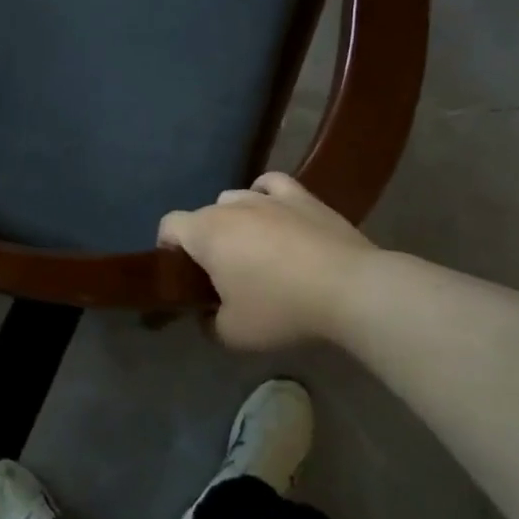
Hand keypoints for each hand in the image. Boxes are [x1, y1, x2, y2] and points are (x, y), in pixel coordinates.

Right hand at [158, 172, 377, 349]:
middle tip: (222, 275)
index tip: (183, 275)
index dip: (168, 248)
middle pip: (203, 215)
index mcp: (205, 233)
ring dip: (234, 220)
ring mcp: (267, 197)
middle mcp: (230, 206)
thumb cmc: (281, 309)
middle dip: (205, 240)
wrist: (350, 289)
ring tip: (252, 249)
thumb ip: (209, 323)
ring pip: (234, 199)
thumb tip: (208, 316)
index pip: (169, 226)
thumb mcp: (233, 334)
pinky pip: (271, 185)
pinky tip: (272, 210)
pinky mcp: (302, 197)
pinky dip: (265, 194)